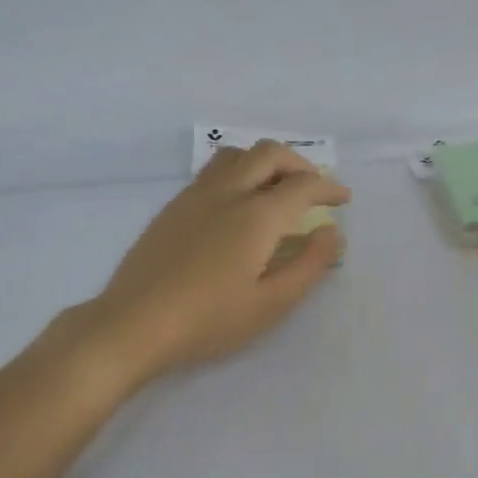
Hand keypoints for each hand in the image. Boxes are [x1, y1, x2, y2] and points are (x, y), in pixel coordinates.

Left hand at [85, 141, 349, 382]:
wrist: (134, 324)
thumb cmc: (209, 321)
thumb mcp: (271, 303)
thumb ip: (308, 265)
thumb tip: (332, 232)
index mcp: (256, 215)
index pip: (302, 185)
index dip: (328, 187)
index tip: (343, 198)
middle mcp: (227, 193)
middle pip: (268, 154)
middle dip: (298, 164)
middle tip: (313, 188)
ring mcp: (194, 196)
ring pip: (236, 155)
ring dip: (264, 161)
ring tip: (276, 188)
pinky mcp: (172, 207)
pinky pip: (212, 172)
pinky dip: (238, 172)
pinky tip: (237, 204)